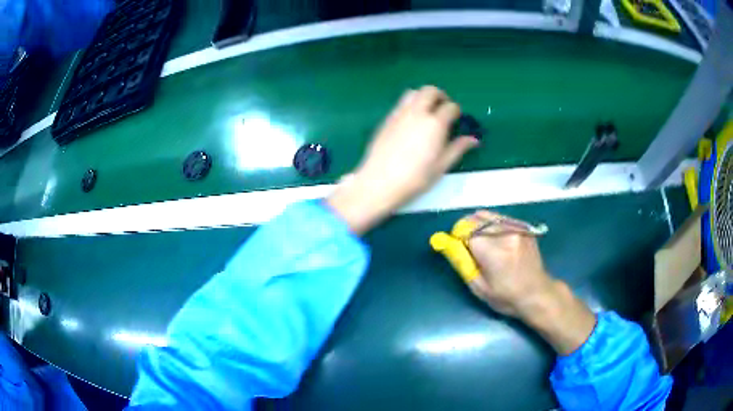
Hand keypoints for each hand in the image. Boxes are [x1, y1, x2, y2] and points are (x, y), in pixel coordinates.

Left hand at [328, 86, 478, 233]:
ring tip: (427, 112)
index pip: (450, 107)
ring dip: (424, 97)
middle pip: (430, 91)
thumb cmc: (415, 178)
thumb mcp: (441, 166)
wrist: (380, 182)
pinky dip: (410, 104)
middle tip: (443, 109)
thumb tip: (474, 140)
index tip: (457, 120)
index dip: (456, 112)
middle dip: (441, 96)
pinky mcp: (387, 119)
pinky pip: (401, 103)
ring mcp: (400, 113)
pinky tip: (411, 121)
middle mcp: (417, 112)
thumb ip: (458, 148)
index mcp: (435, 123)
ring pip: (413, 92)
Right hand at [465, 210, 555, 318]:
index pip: (466, 231)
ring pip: (488, 215)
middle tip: (467, 245)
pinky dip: (492, 224)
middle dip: (466, 228)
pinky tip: (495, 238)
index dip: (457, 237)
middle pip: (476, 219)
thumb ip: (462, 263)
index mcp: (494, 253)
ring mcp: (517, 229)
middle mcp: (505, 235)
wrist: (537, 293)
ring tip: (481, 241)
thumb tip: (448, 243)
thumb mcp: (479, 288)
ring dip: (479, 225)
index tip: (457, 246)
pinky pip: (501, 218)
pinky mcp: (523, 228)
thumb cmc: (506, 297)